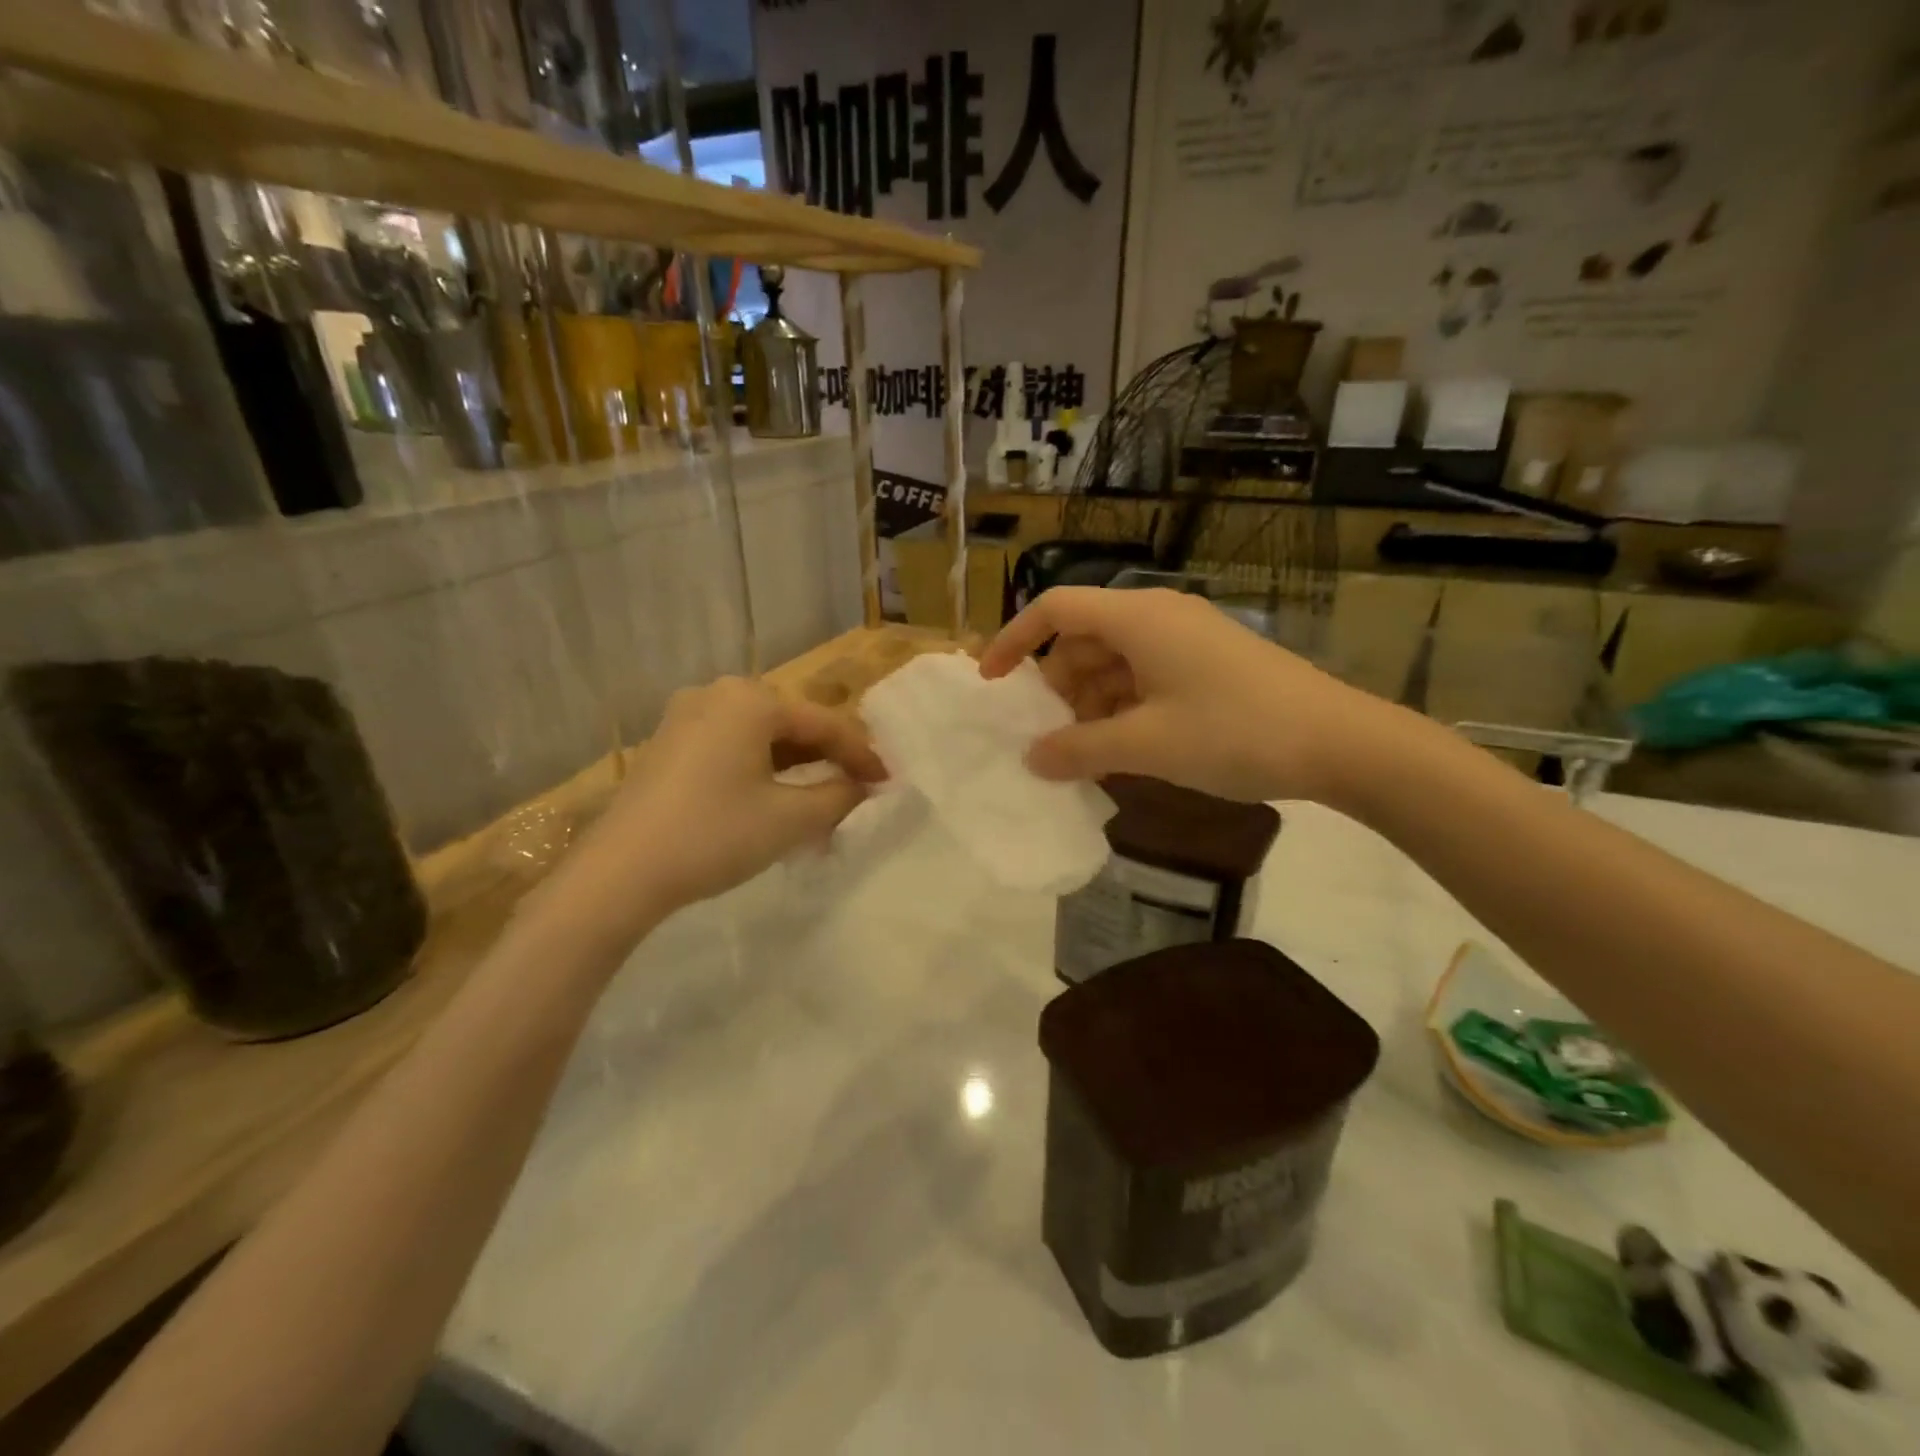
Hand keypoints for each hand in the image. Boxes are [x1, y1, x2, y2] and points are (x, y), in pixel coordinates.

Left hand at [569, 677, 885, 924]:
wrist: (619, 874)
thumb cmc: (714, 836)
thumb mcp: (790, 819)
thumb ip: (838, 795)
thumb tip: (861, 786)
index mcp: (750, 699)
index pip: (823, 723)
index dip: (861, 754)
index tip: (888, 781)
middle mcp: (717, 694)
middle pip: (791, 724)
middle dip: (827, 759)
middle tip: (857, 789)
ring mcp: (685, 717)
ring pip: (760, 737)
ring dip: (795, 768)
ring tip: (823, 800)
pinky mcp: (668, 744)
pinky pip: (731, 747)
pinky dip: (761, 770)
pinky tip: (775, 799)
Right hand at [980, 586, 1396, 806]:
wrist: (1340, 742)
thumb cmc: (1234, 732)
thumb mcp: (1146, 745)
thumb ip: (1080, 749)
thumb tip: (1031, 758)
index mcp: (1138, 617)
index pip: (1056, 609)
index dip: (1014, 640)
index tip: (991, 682)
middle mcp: (1158, 616)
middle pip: (1084, 637)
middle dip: (1057, 684)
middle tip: (1049, 734)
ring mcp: (1187, 639)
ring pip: (1115, 660)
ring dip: (1091, 702)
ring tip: (1088, 751)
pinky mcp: (1208, 663)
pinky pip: (1145, 676)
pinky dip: (1124, 707)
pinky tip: (1127, 748)